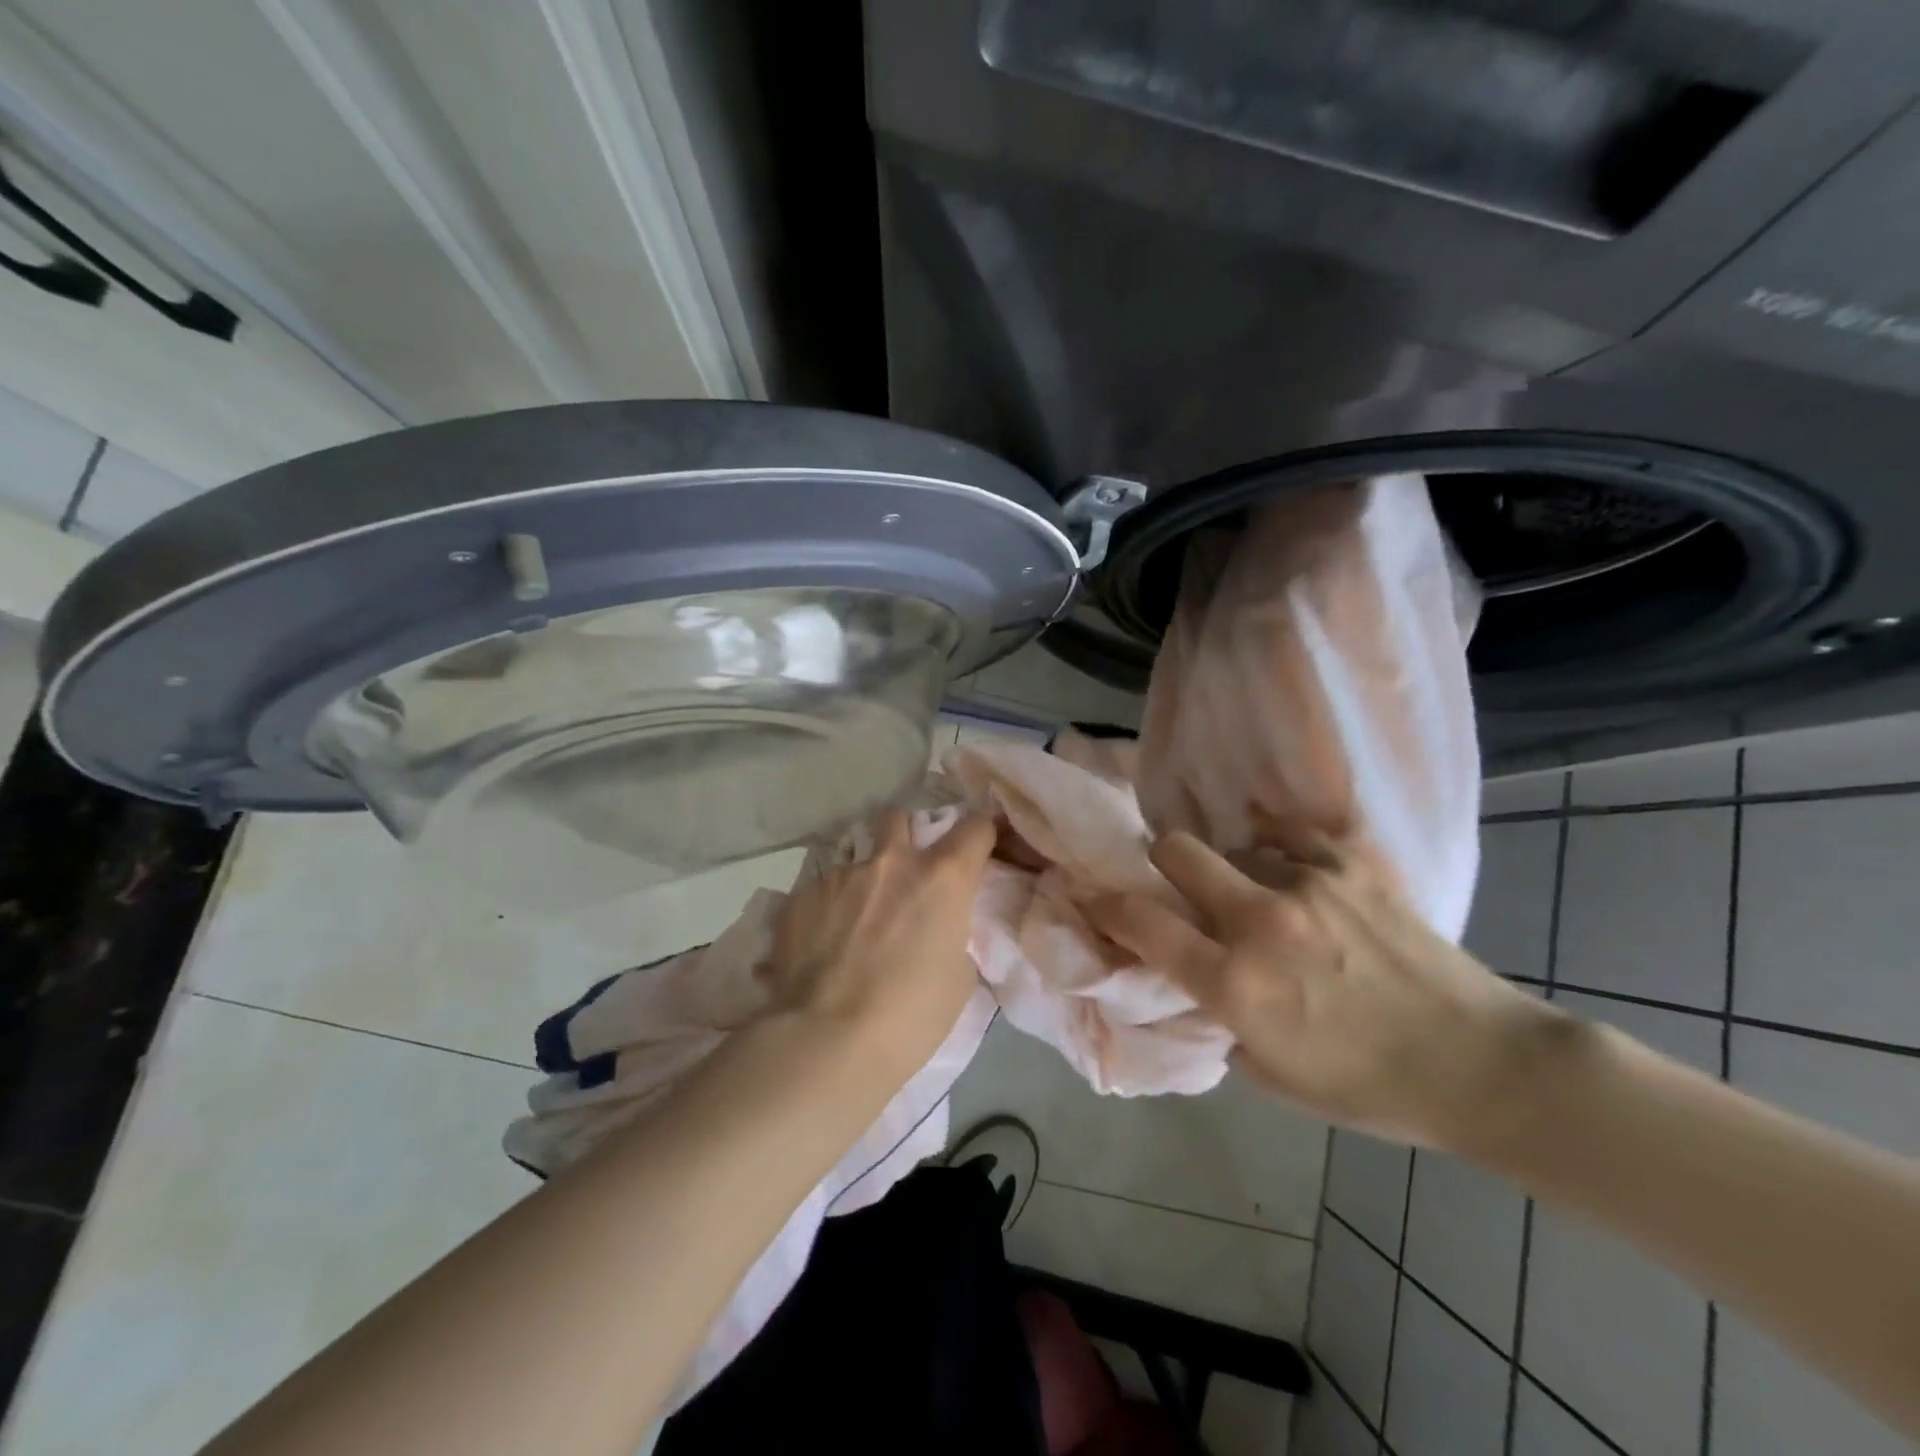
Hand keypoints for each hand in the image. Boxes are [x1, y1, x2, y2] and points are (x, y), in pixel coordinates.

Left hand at [761, 808, 996, 1079]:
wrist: (826, 1040)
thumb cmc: (910, 1017)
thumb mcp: (957, 977)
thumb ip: (951, 933)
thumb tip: (936, 927)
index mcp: (941, 878)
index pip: (974, 827)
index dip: (980, 833)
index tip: (977, 847)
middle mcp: (891, 862)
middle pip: (899, 817)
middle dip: (904, 836)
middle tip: (904, 873)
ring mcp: (841, 875)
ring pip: (855, 858)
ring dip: (863, 878)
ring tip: (854, 920)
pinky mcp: (800, 896)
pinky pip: (821, 889)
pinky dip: (828, 907)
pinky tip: (821, 944)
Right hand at [1087, 831, 1564, 1150]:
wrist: (1482, 1065)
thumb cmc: (1368, 1087)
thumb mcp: (1270, 1075)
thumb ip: (1219, 1019)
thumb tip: (1197, 979)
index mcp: (1235, 983)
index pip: (1140, 923)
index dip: (1105, 904)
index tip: (1094, 895)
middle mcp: (1261, 921)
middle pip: (1176, 851)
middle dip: (1161, 860)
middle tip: (1176, 880)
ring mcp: (1308, 883)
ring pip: (1235, 844)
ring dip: (1233, 869)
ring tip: (1263, 894)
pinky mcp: (1352, 865)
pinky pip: (1290, 834)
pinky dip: (1280, 851)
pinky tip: (1297, 872)